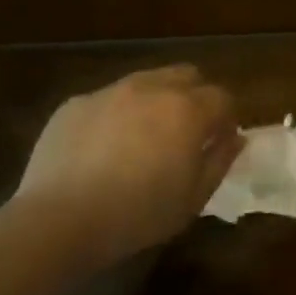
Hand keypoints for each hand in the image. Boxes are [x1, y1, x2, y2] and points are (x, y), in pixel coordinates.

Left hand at [16, 66, 241, 268]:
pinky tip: (104, 149)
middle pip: (187, 75)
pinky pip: (108, 99)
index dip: (226, 119)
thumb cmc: (138, 215)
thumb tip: (235, 138)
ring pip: (146, 81)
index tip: (219, 142)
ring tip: (144, 138)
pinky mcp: (76, 103)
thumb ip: (220, 161)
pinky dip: (117, 114)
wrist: (60, 219)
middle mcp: (151, 88)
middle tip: (187, 133)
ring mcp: (109, 91)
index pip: (222, 97)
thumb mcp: (193, 199)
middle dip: (195, 97)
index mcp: (187, 110)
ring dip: (156, 100)